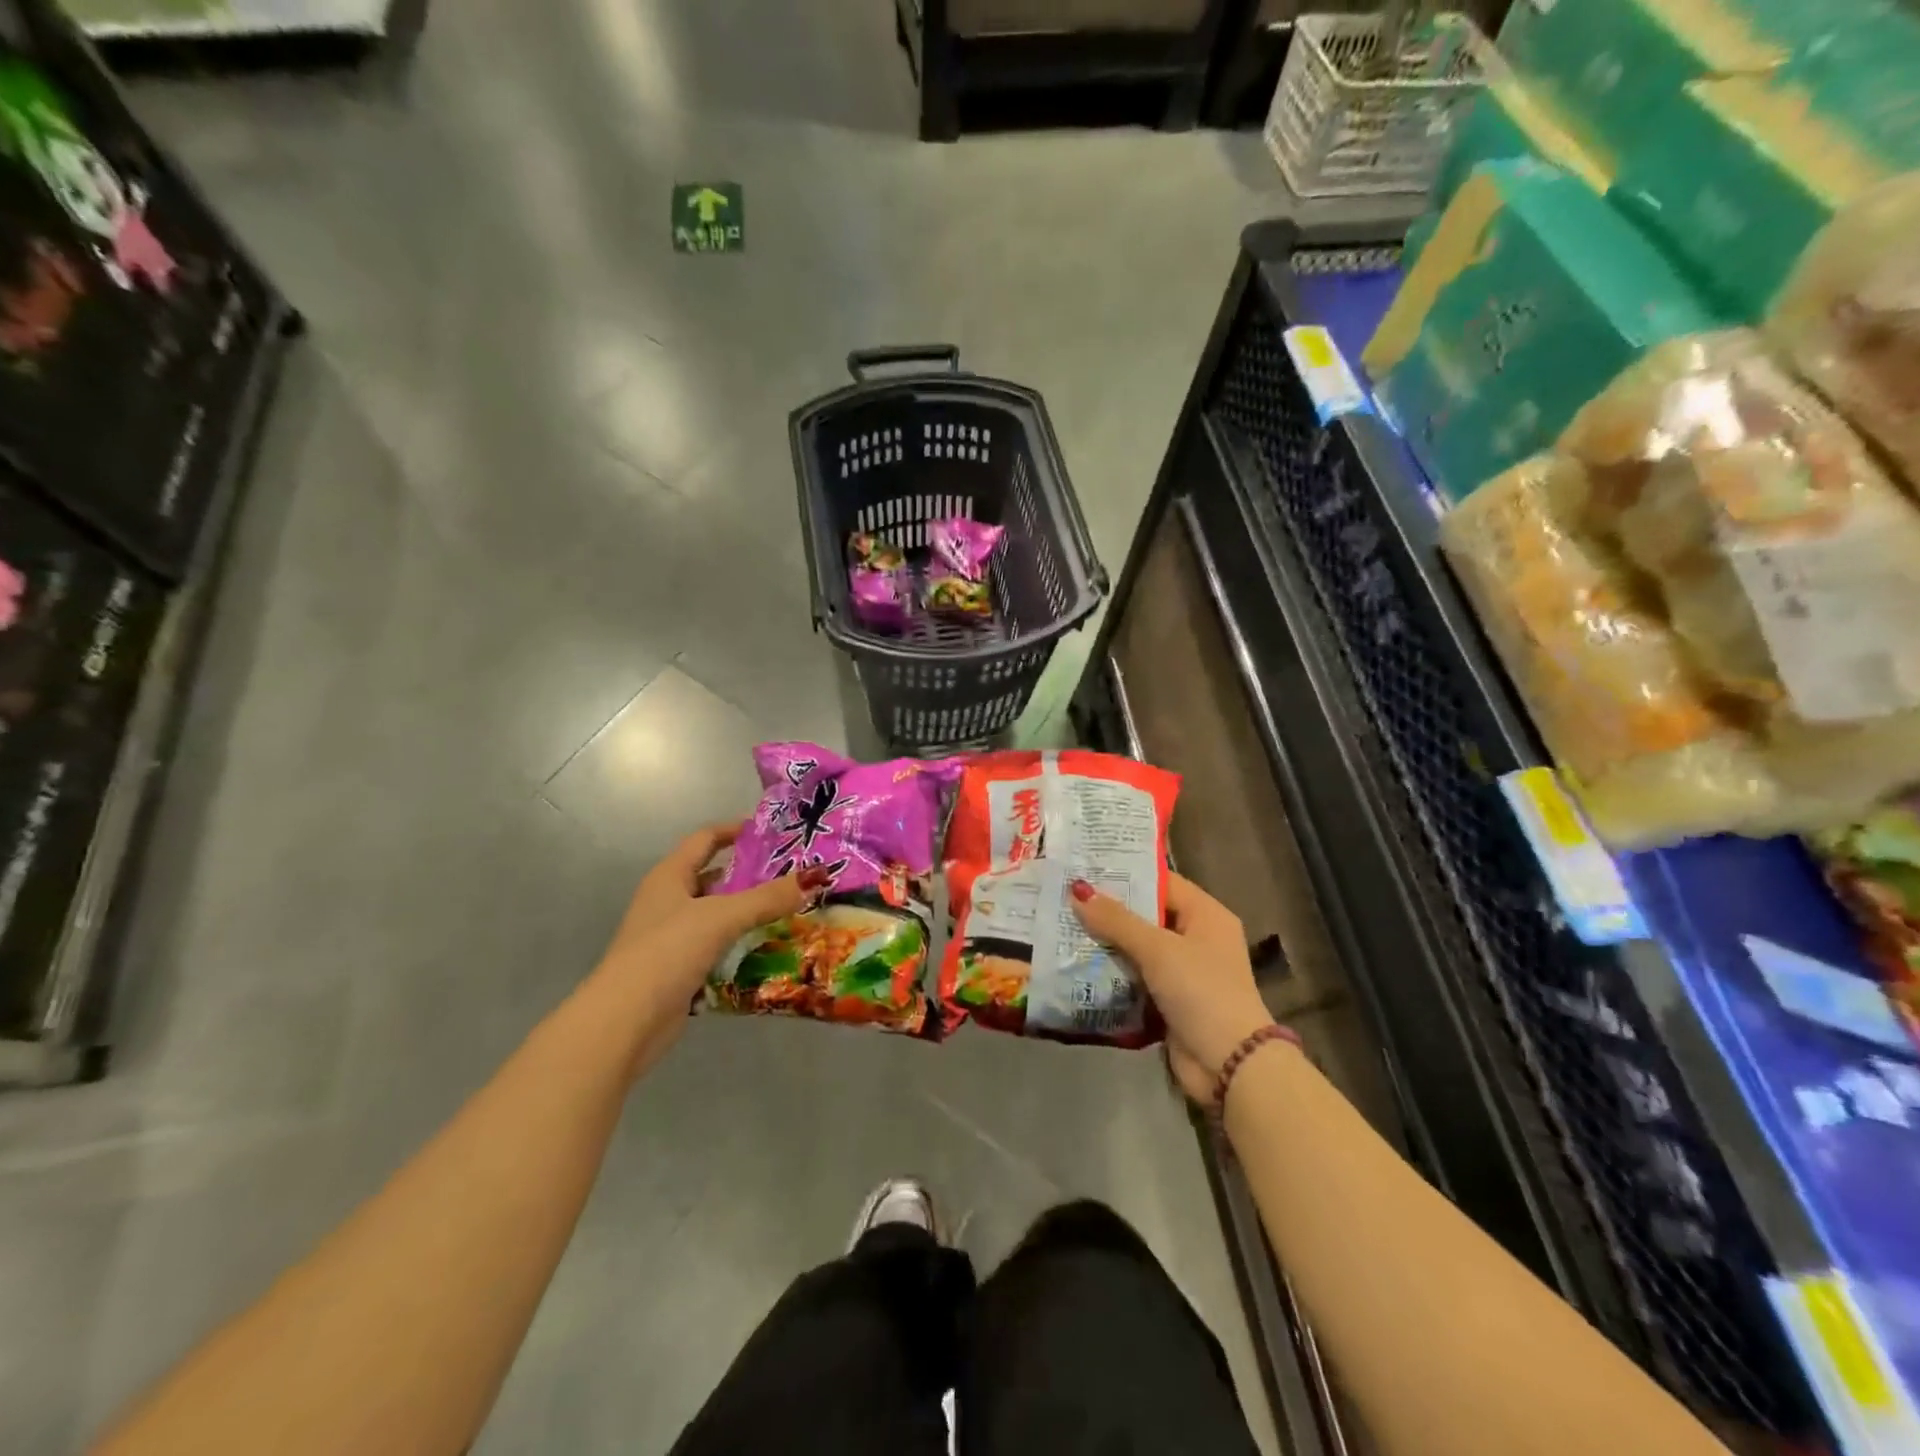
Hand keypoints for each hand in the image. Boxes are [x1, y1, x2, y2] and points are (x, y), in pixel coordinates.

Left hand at [599, 823, 822, 1021]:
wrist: (625, 1022)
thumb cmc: (668, 952)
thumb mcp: (722, 917)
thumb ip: (768, 897)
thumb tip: (815, 876)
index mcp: (670, 876)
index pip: (705, 839)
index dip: (735, 831)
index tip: (772, 832)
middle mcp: (668, 901)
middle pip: (714, 878)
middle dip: (751, 875)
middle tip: (792, 875)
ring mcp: (671, 938)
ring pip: (717, 915)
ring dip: (749, 913)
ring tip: (791, 910)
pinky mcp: (679, 970)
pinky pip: (717, 948)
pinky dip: (740, 946)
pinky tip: (770, 950)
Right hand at [1071, 874, 1276, 1103]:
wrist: (1229, 1066)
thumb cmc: (1201, 991)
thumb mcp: (1158, 949)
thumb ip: (1116, 920)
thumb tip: (1078, 889)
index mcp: (1206, 915)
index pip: (1161, 882)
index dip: (1125, 875)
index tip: (1085, 867)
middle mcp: (1197, 938)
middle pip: (1146, 915)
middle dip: (1108, 910)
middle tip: (1065, 896)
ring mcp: (1183, 972)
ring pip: (1137, 948)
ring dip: (1105, 943)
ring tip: (1062, 926)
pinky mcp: (1169, 1001)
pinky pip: (1135, 977)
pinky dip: (1111, 973)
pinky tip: (1076, 964)